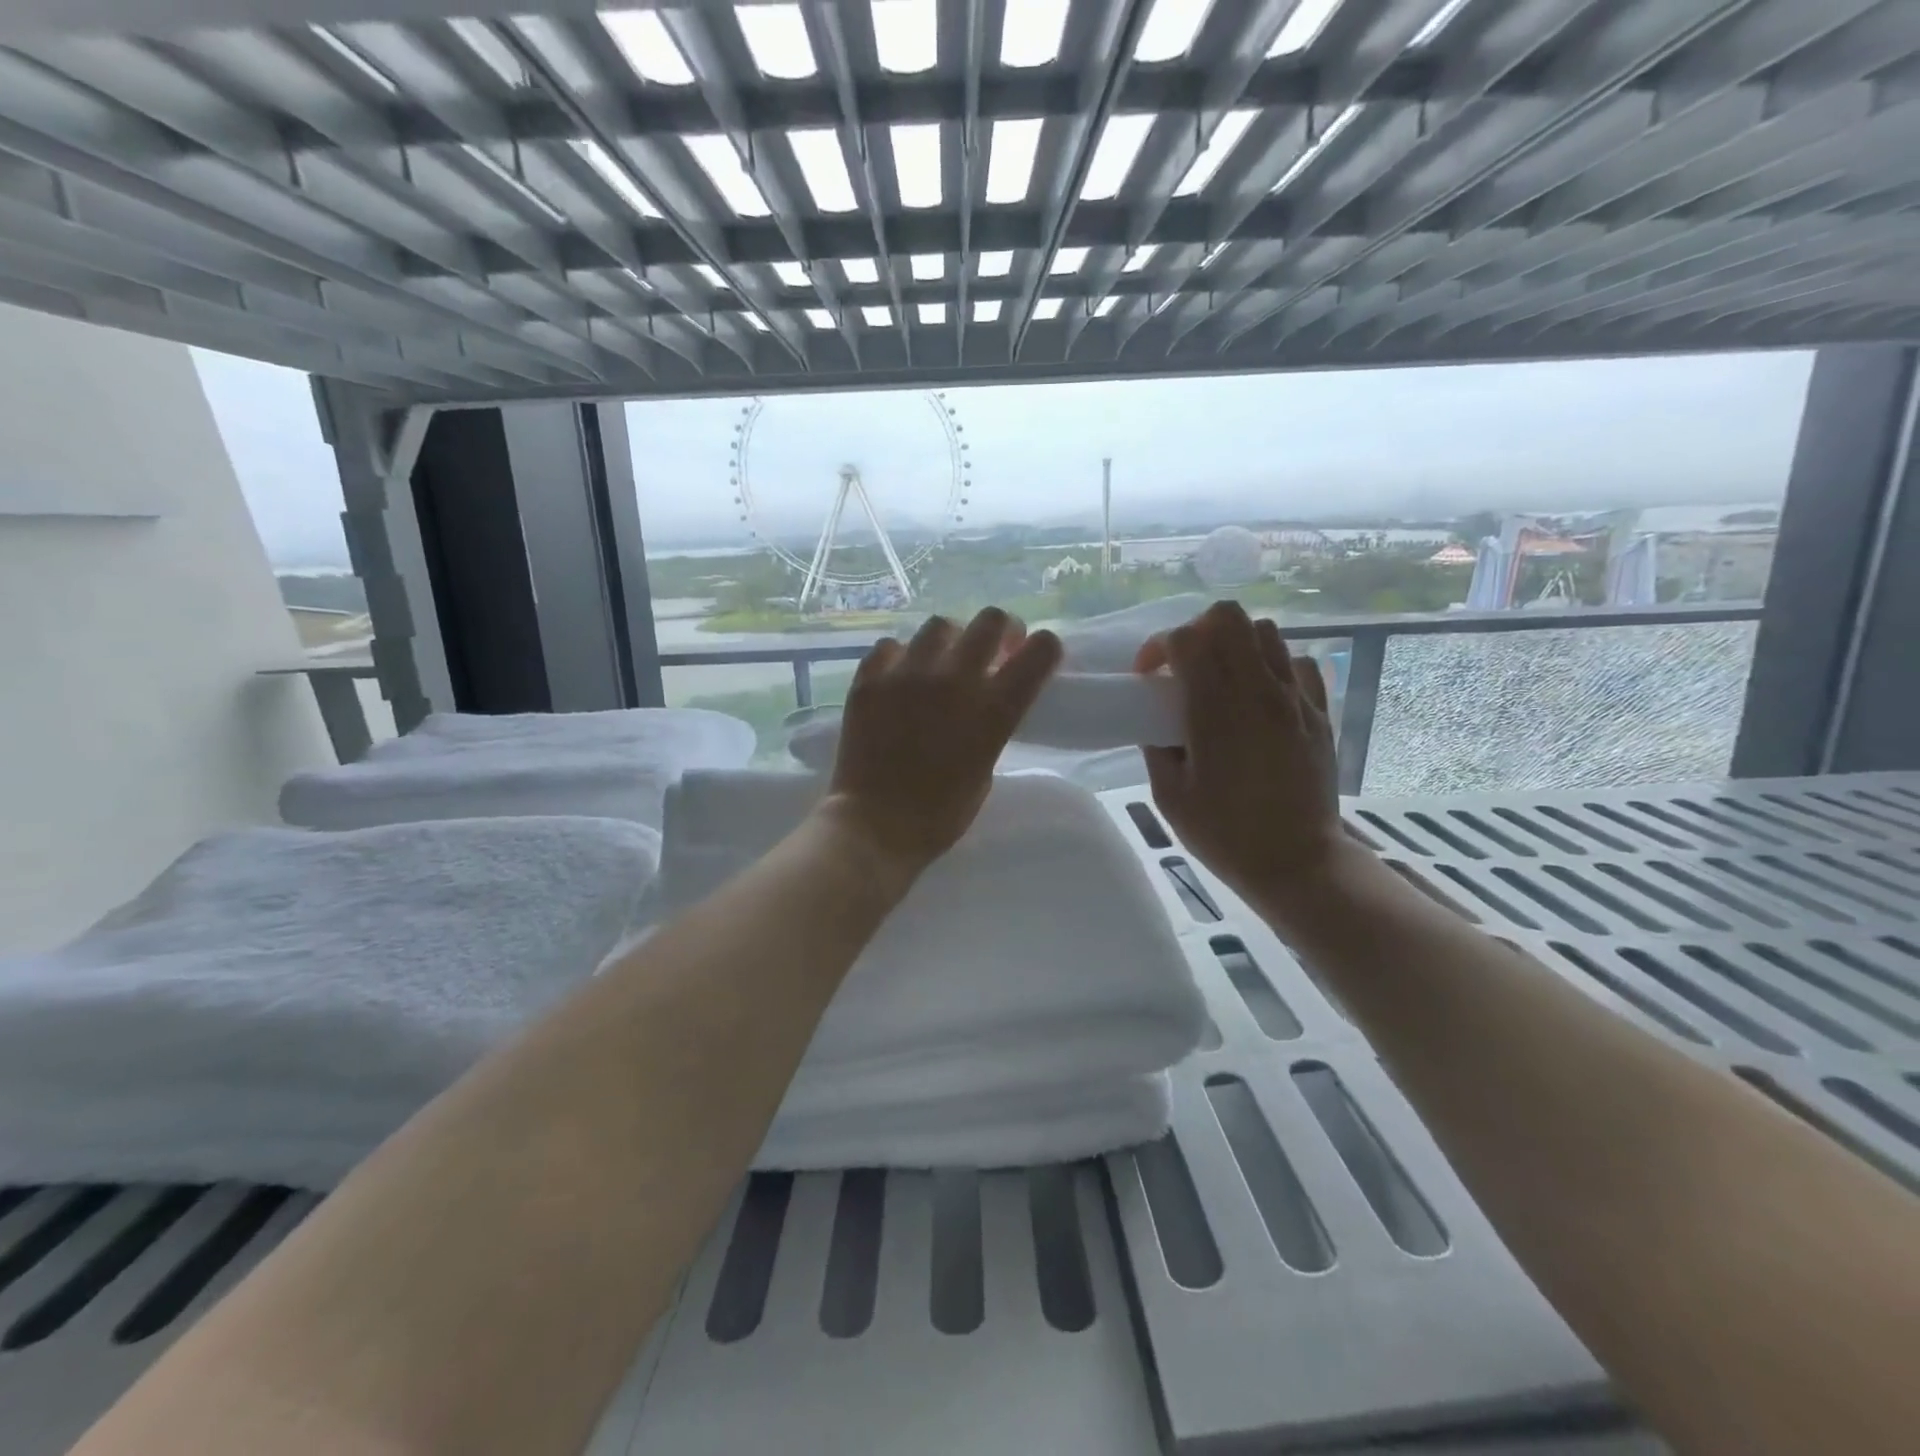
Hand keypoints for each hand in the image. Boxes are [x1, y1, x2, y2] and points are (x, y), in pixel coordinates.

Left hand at [823, 608, 1061, 874]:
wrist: (875, 825)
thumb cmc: (940, 814)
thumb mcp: (986, 769)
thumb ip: (991, 726)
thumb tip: (985, 701)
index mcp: (994, 708)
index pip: (1040, 650)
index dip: (1044, 648)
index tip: (1032, 657)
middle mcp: (955, 679)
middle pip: (991, 620)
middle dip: (999, 630)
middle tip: (993, 650)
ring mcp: (908, 674)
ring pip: (939, 625)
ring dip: (949, 640)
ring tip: (940, 662)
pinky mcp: (870, 679)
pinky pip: (890, 646)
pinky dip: (901, 657)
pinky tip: (899, 677)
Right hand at [1135, 601, 1346, 923]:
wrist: (1296, 862)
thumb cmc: (1223, 833)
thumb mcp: (1169, 795)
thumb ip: (1156, 746)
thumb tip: (1156, 720)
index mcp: (1215, 710)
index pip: (1185, 639)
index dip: (1157, 648)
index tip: (1149, 678)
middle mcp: (1258, 690)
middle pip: (1228, 616)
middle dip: (1198, 631)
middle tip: (1185, 667)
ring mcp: (1295, 698)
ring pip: (1266, 631)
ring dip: (1235, 644)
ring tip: (1223, 678)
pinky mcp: (1319, 712)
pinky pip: (1298, 662)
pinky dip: (1274, 666)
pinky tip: (1261, 696)